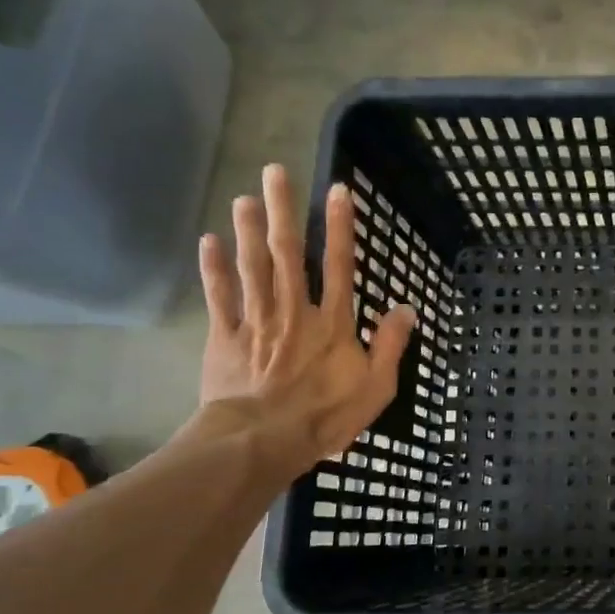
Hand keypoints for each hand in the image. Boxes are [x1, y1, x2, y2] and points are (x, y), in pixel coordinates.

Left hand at [194, 163, 416, 466]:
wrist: (262, 441)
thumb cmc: (325, 416)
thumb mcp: (377, 387)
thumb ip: (391, 345)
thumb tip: (405, 307)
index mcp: (333, 322)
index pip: (339, 265)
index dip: (340, 226)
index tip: (337, 190)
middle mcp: (295, 310)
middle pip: (287, 253)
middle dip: (282, 211)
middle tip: (275, 172)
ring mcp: (257, 320)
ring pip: (252, 266)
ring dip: (248, 229)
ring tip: (245, 196)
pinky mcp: (226, 337)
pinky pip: (220, 296)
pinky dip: (214, 269)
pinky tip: (209, 241)